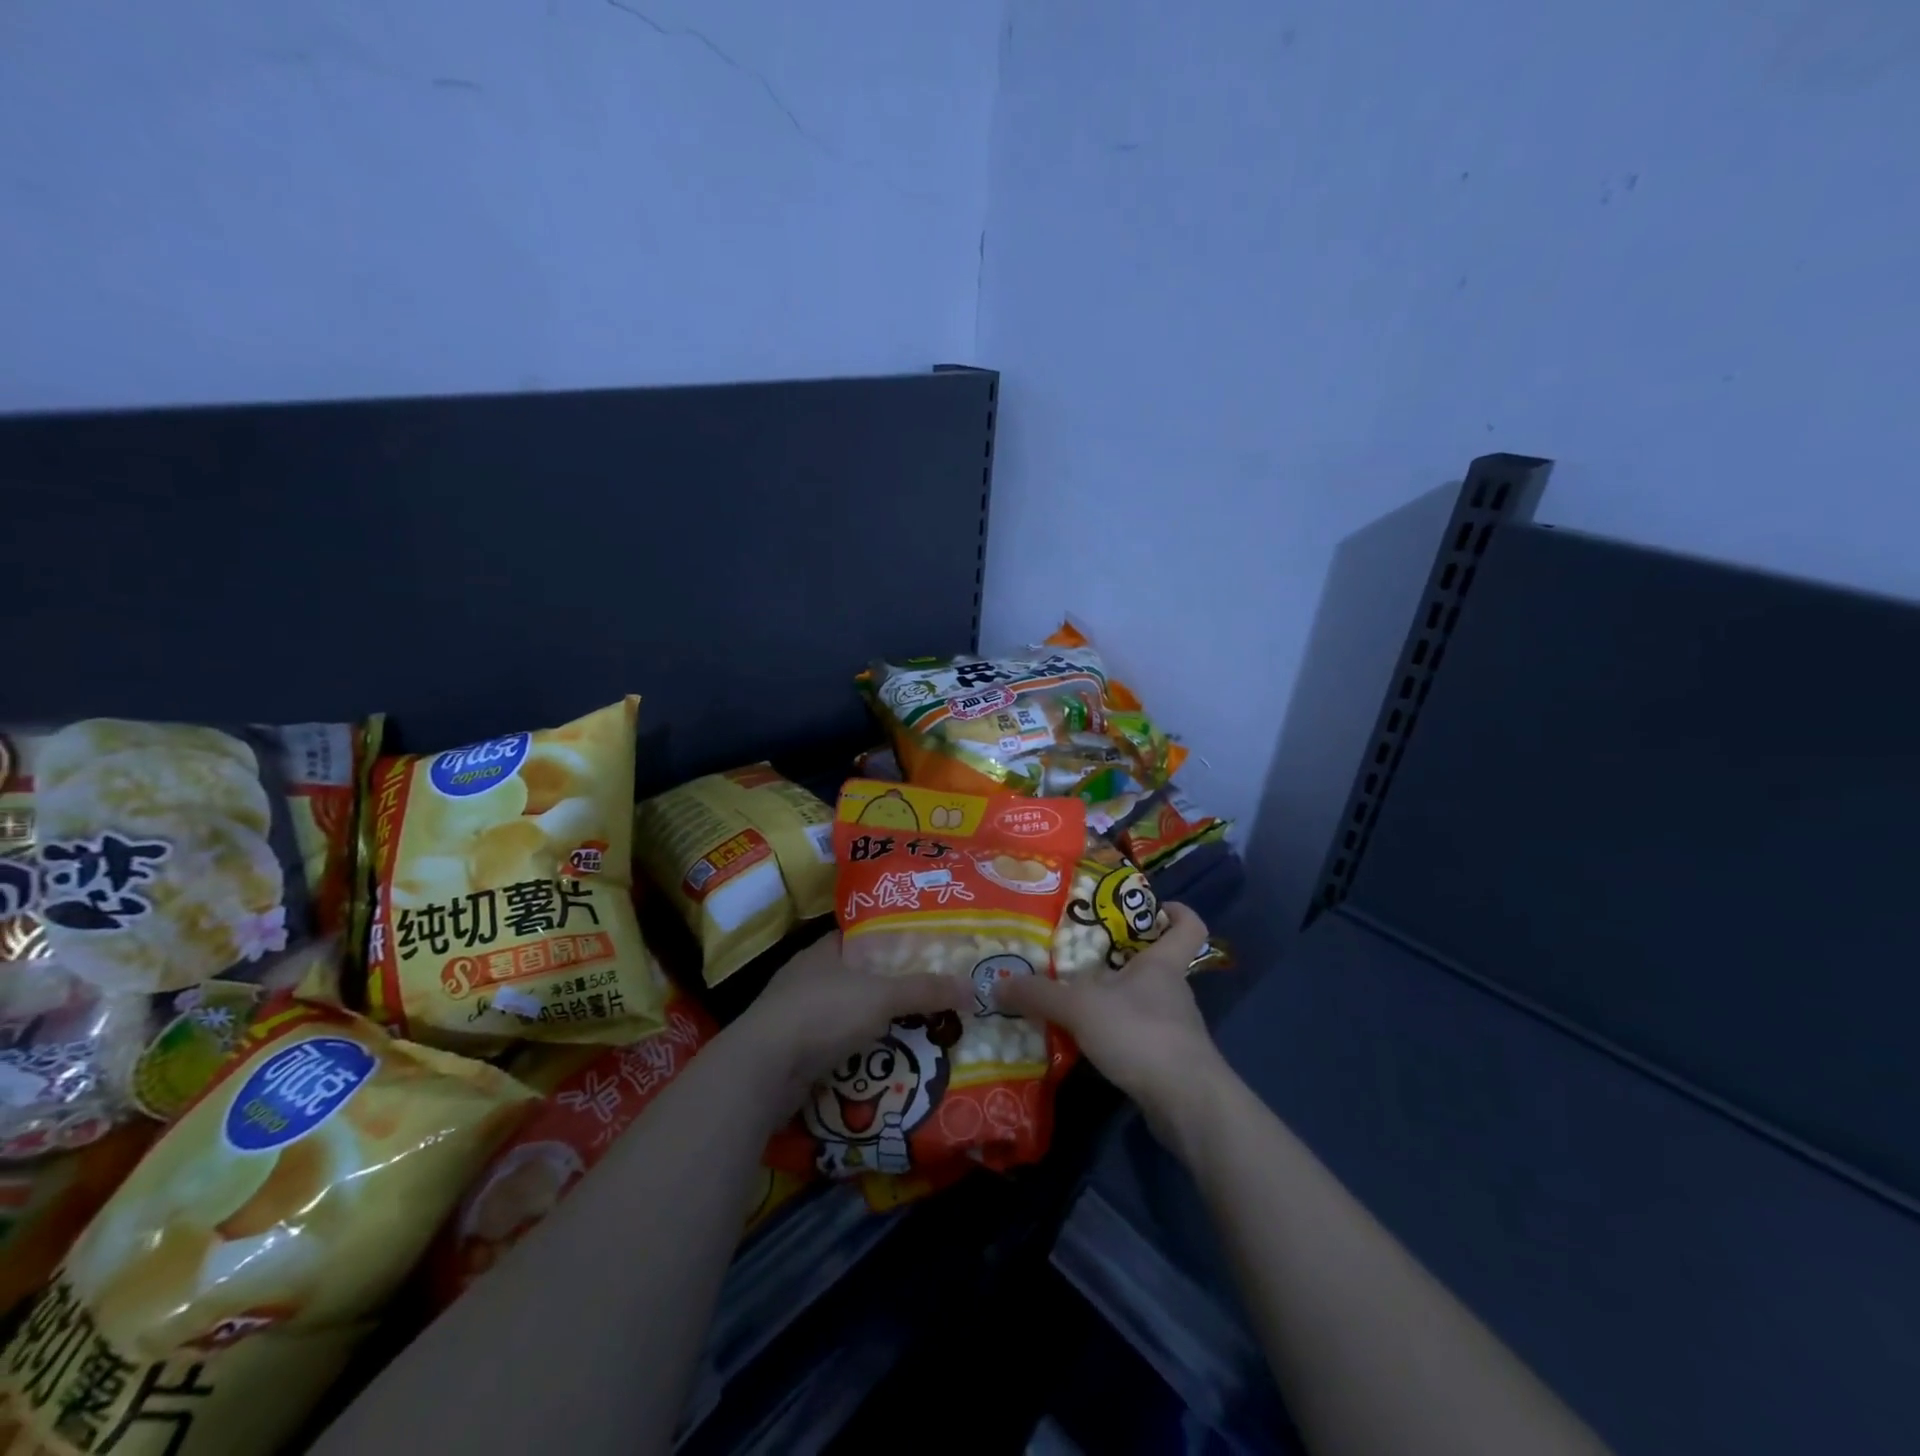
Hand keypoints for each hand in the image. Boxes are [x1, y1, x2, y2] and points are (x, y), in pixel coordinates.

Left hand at [730, 932, 970, 1115]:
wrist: (762, 1070)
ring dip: (874, 1027)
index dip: (894, 943)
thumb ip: (925, 990)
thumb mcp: (881, 996)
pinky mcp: (791, 1052)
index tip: (926, 954)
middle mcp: (807, 977)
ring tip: (915, 1033)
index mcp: (824, 950)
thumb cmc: (822, 1014)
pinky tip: (882, 1065)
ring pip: (846, 1015)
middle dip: (890, 991)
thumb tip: (973, 986)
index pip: (864, 938)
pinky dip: (856, 1055)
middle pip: (858, 978)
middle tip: (930, 999)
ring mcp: (795, 1015)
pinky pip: (834, 1047)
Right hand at [998, 903, 1227, 1142]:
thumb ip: (1039, 995)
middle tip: (1081, 956)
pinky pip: (1139, 1034)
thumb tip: (997, 984)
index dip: (1177, 912)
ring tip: (1075, 1001)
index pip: (1188, 926)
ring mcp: (1174, 1027)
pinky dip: (1116, 1033)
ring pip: (1144, 1001)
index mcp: (1162, 964)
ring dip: (1115, 999)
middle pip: (1155, 963)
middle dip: (1122, 958)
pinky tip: (1088, 1041)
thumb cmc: (1140, 1033)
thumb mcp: (1080, 1008)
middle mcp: (1173, 990)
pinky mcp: (1169, 1060)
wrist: (1185, 1103)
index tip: (1155, 907)